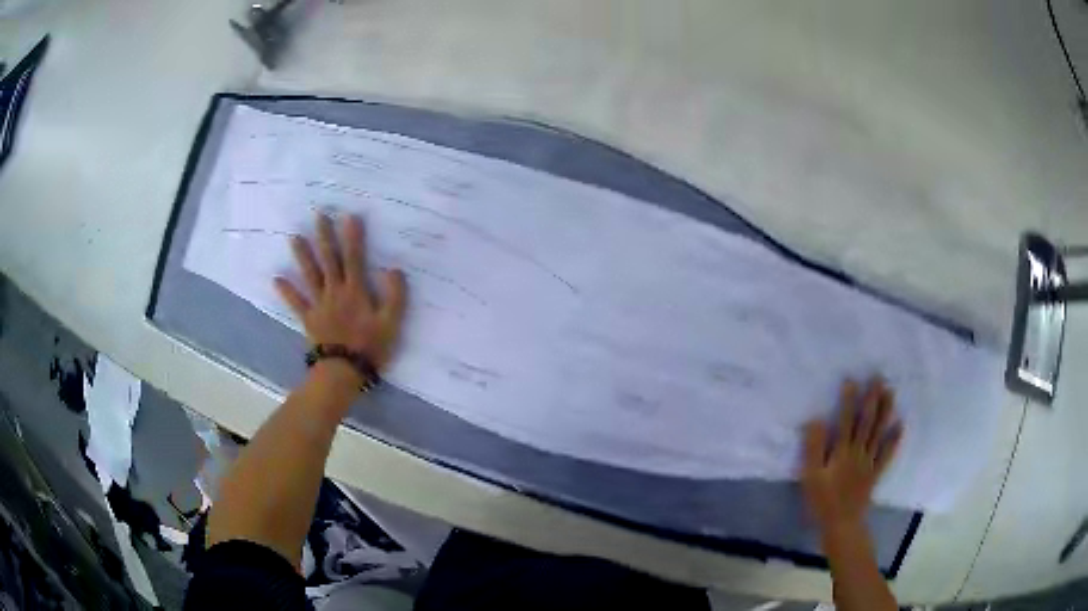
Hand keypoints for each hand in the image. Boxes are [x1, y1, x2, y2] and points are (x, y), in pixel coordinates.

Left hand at [274, 213, 407, 371]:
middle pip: (329, 259)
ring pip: (310, 275)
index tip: (349, 216)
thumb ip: (395, 296)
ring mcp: (319, 304)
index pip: (354, 258)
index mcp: (355, 291)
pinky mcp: (309, 318)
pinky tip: (276, 279)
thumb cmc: (370, 347)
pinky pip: (296, 303)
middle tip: (318, 215)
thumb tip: (394, 269)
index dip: (353, 237)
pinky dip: (286, 291)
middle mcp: (335, 291)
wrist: (343, 371)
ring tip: (294, 237)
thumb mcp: (391, 323)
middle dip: (325, 236)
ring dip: (302, 255)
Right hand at [801, 378, 902, 533]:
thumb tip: (816, 420)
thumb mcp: (810, 477)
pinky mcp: (875, 473)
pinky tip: (900, 426)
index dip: (848, 400)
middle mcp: (858, 452)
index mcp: (841, 452)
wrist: (841, 524)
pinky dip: (894, 440)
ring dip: (885, 412)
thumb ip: (813, 448)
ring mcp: (869, 462)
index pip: (846, 421)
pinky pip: (887, 454)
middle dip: (872, 399)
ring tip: (891, 392)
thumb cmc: (822, 501)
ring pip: (879, 433)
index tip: (852, 380)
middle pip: (867, 422)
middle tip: (879, 378)